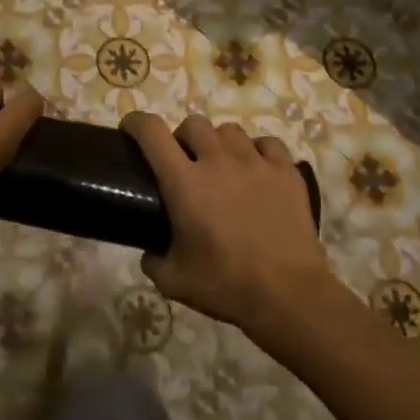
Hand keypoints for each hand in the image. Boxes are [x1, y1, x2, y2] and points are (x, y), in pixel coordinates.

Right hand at [120, 112, 328, 333]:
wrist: (289, 296)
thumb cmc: (226, 286)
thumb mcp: (173, 281)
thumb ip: (153, 260)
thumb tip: (150, 251)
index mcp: (184, 182)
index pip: (152, 131)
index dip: (136, 123)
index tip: (130, 131)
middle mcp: (218, 161)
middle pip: (193, 124)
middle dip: (182, 137)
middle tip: (184, 163)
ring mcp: (256, 163)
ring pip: (229, 130)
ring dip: (219, 143)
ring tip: (222, 166)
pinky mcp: (286, 172)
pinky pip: (267, 143)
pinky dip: (257, 151)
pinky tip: (256, 170)